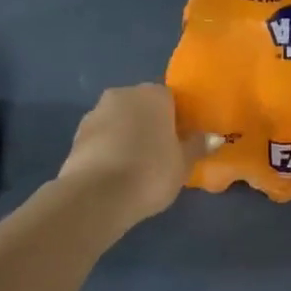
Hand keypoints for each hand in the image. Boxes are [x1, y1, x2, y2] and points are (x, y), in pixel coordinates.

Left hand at [58, 83, 217, 226]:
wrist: (97, 195)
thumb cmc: (150, 171)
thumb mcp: (183, 163)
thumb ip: (197, 146)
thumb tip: (213, 137)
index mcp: (153, 94)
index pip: (171, 99)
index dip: (177, 119)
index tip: (181, 141)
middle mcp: (123, 94)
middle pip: (142, 106)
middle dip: (150, 124)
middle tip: (161, 153)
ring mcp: (95, 113)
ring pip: (119, 121)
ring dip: (126, 136)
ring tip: (136, 167)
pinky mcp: (76, 136)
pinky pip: (101, 138)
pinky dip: (108, 149)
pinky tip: (115, 173)